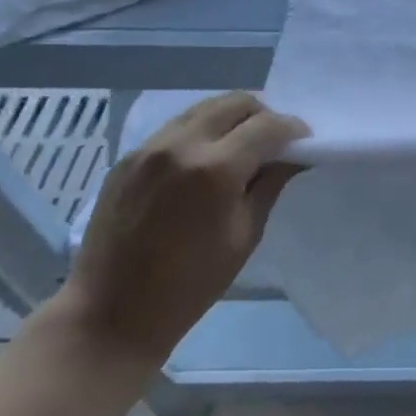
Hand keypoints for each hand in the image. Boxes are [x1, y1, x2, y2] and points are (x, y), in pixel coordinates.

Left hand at [57, 92, 306, 365]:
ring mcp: (148, 148)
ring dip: (231, 119)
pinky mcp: (128, 157)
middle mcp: (180, 145)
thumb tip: (292, 155)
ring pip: (204, 108)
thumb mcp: (245, 234)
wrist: (110, 313)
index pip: (268, 126)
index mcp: (215, 169)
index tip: (305, 143)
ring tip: (241, 147)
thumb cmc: (190, 284)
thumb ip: (270, 184)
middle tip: (274, 142)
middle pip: (236, 103)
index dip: (293, 130)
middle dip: (264, 116)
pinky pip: (176, 127)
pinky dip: (201, 132)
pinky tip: (205, 161)